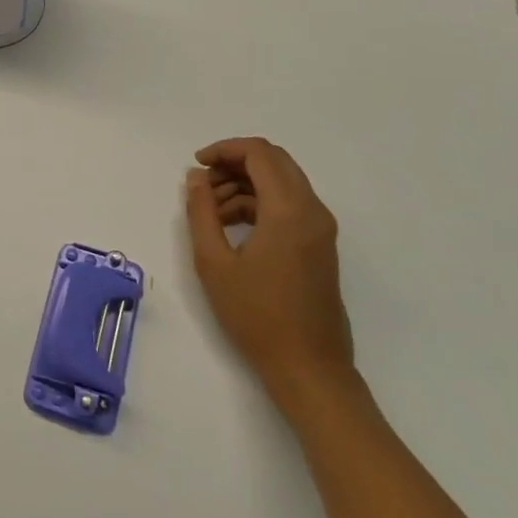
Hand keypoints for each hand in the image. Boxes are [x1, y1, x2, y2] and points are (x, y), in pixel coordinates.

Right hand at [184, 137, 352, 412]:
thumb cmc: (257, 315)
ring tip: (210, 212)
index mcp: (289, 210)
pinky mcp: (320, 246)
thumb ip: (201, 212)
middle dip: (234, 164)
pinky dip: (259, 203)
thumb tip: (197, 178)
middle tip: (202, 184)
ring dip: (245, 185)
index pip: (259, 153)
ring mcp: (321, 229)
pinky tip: (231, 227)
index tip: (196, 165)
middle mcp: (312, 211)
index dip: (224, 150)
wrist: (309, 368)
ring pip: (281, 183)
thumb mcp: (214, 262)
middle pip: (274, 162)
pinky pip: (289, 205)